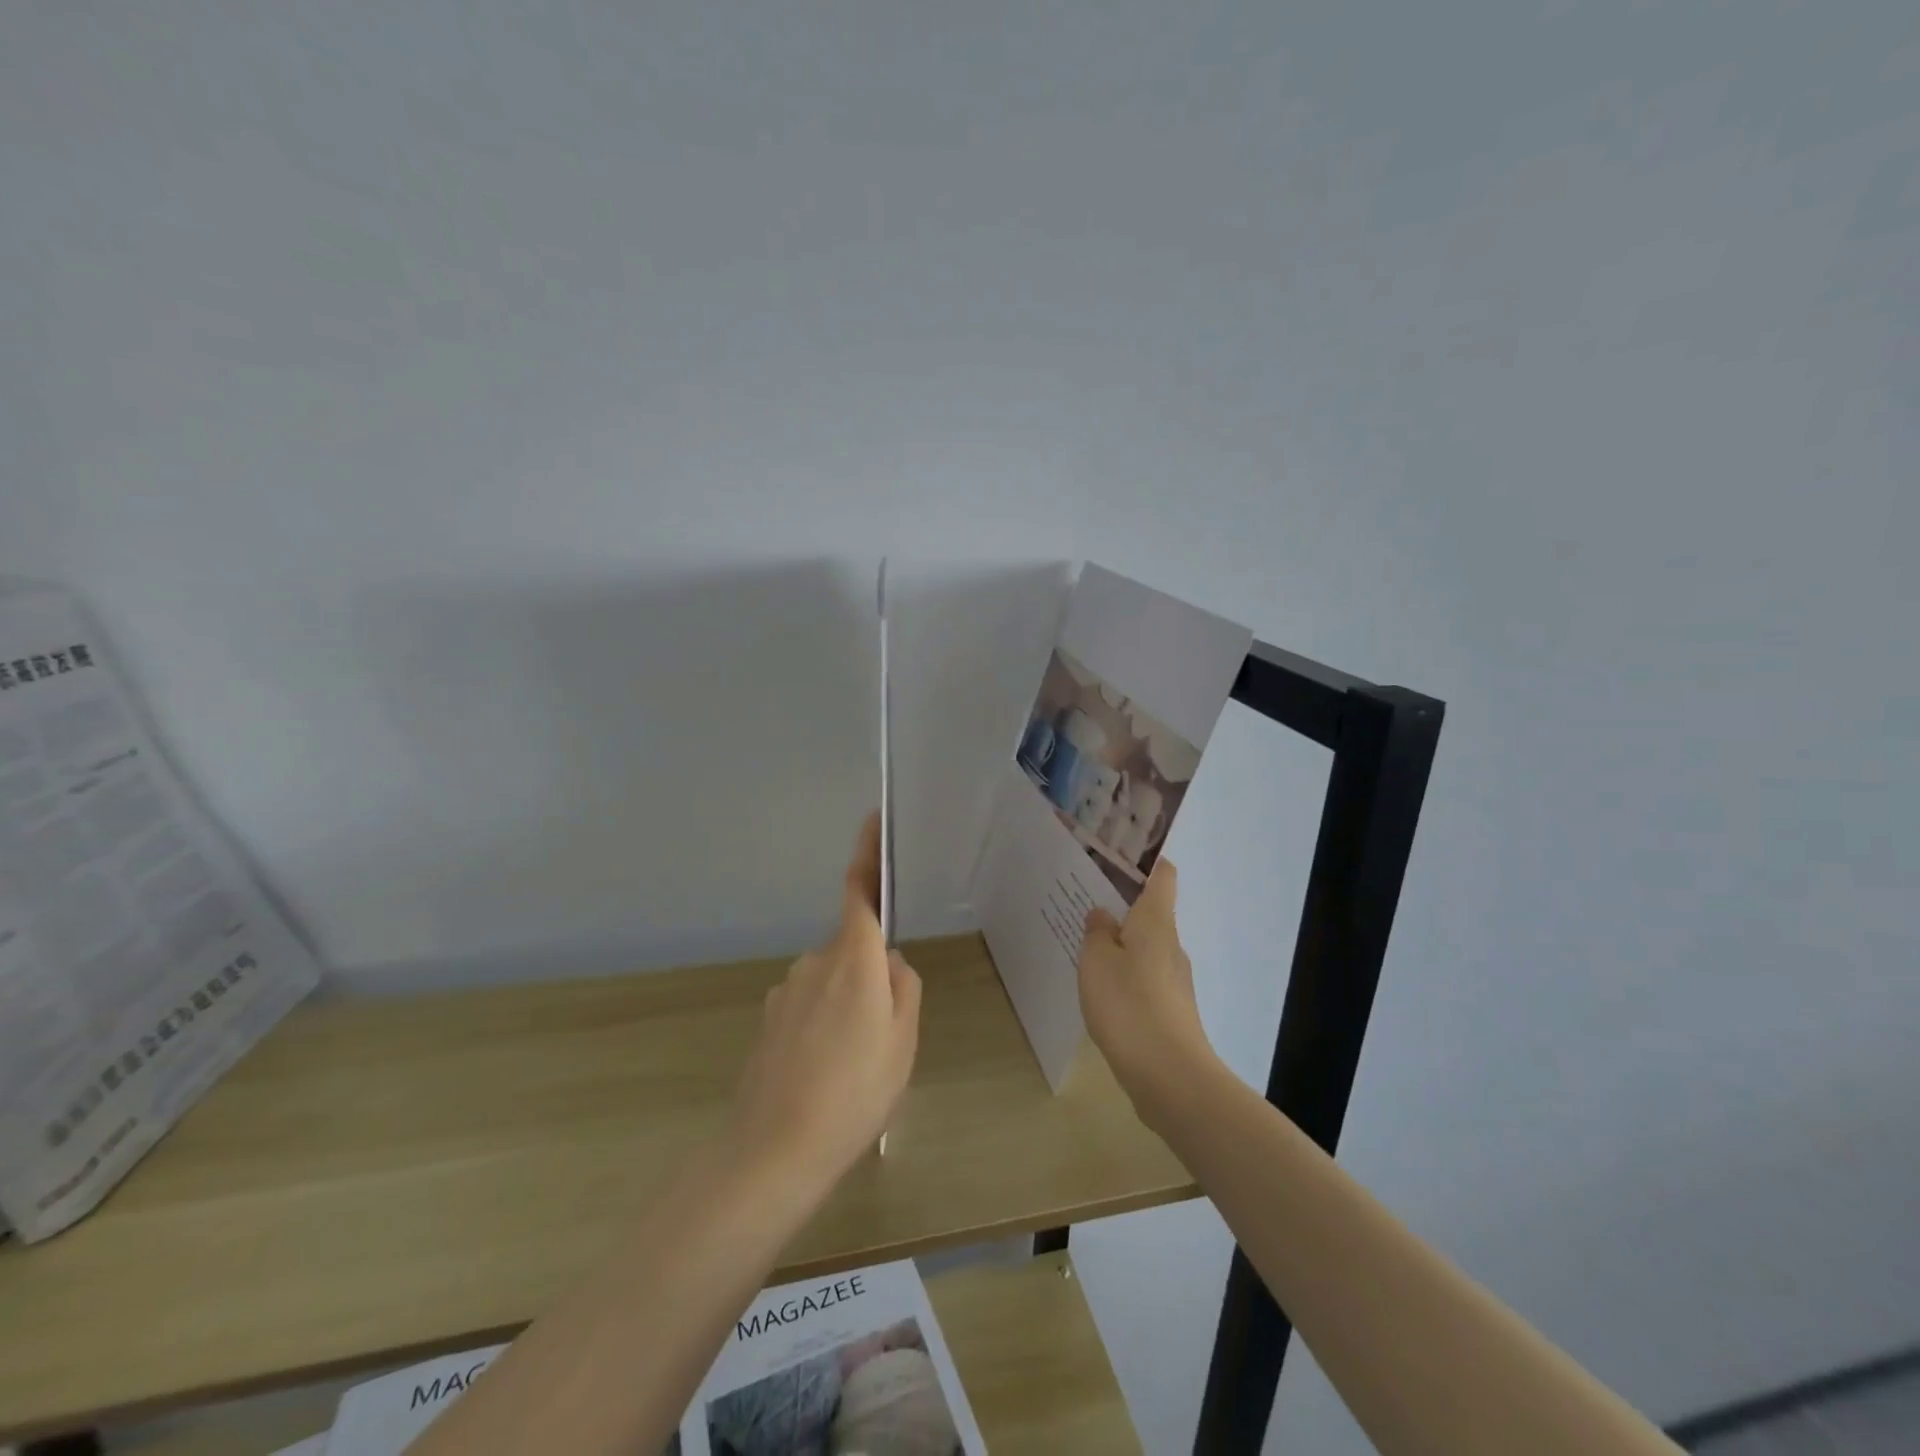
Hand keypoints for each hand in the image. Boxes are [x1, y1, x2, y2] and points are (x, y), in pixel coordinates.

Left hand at [729, 814, 920, 1192]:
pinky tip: (824, 1075)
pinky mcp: (768, 1021)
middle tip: (886, 1033)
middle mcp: (815, 962)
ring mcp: (786, 991)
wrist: (774, 1150)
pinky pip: (808, 1007)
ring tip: (854, 1066)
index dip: (868, 853)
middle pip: (853, 948)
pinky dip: (822, 1027)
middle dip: (871, 973)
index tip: (873, 820)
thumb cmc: (855, 1091)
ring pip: (832, 982)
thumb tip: (889, 963)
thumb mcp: (902, 1042)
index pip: (861, 891)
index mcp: (854, 958)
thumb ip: (903, 990)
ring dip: (847, 1006)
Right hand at [1078, 860, 1218, 1119]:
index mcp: (1156, 922)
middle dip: (1121, 906)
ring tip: (1084, 947)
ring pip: (1145, 949)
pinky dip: (1125, 976)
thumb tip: (1103, 915)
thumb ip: (1097, 932)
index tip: (1117, 856)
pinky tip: (1100, 990)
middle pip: (1151, 913)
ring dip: (1120, 945)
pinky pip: (1144, 980)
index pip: (1162, 875)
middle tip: (1083, 902)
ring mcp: (1175, 980)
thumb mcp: (1097, 961)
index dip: (1145, 861)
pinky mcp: (1171, 1011)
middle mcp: (1171, 945)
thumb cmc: (1129, 1005)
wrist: (1170, 1077)